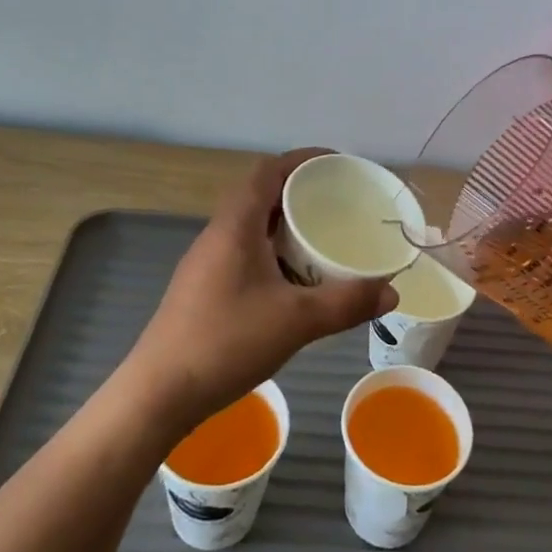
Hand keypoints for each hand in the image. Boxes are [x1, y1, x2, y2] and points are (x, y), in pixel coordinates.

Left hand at [125, 148, 398, 432]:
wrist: (158, 393)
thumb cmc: (226, 342)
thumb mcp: (296, 321)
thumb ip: (347, 303)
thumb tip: (392, 292)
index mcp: (236, 225)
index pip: (268, 170)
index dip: (303, 159)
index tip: (338, 165)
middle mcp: (218, 234)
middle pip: (261, 194)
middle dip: (300, 191)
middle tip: (339, 203)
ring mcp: (207, 262)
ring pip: (252, 226)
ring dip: (286, 224)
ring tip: (323, 238)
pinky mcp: (204, 287)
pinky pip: (245, 251)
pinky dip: (274, 252)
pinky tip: (294, 281)